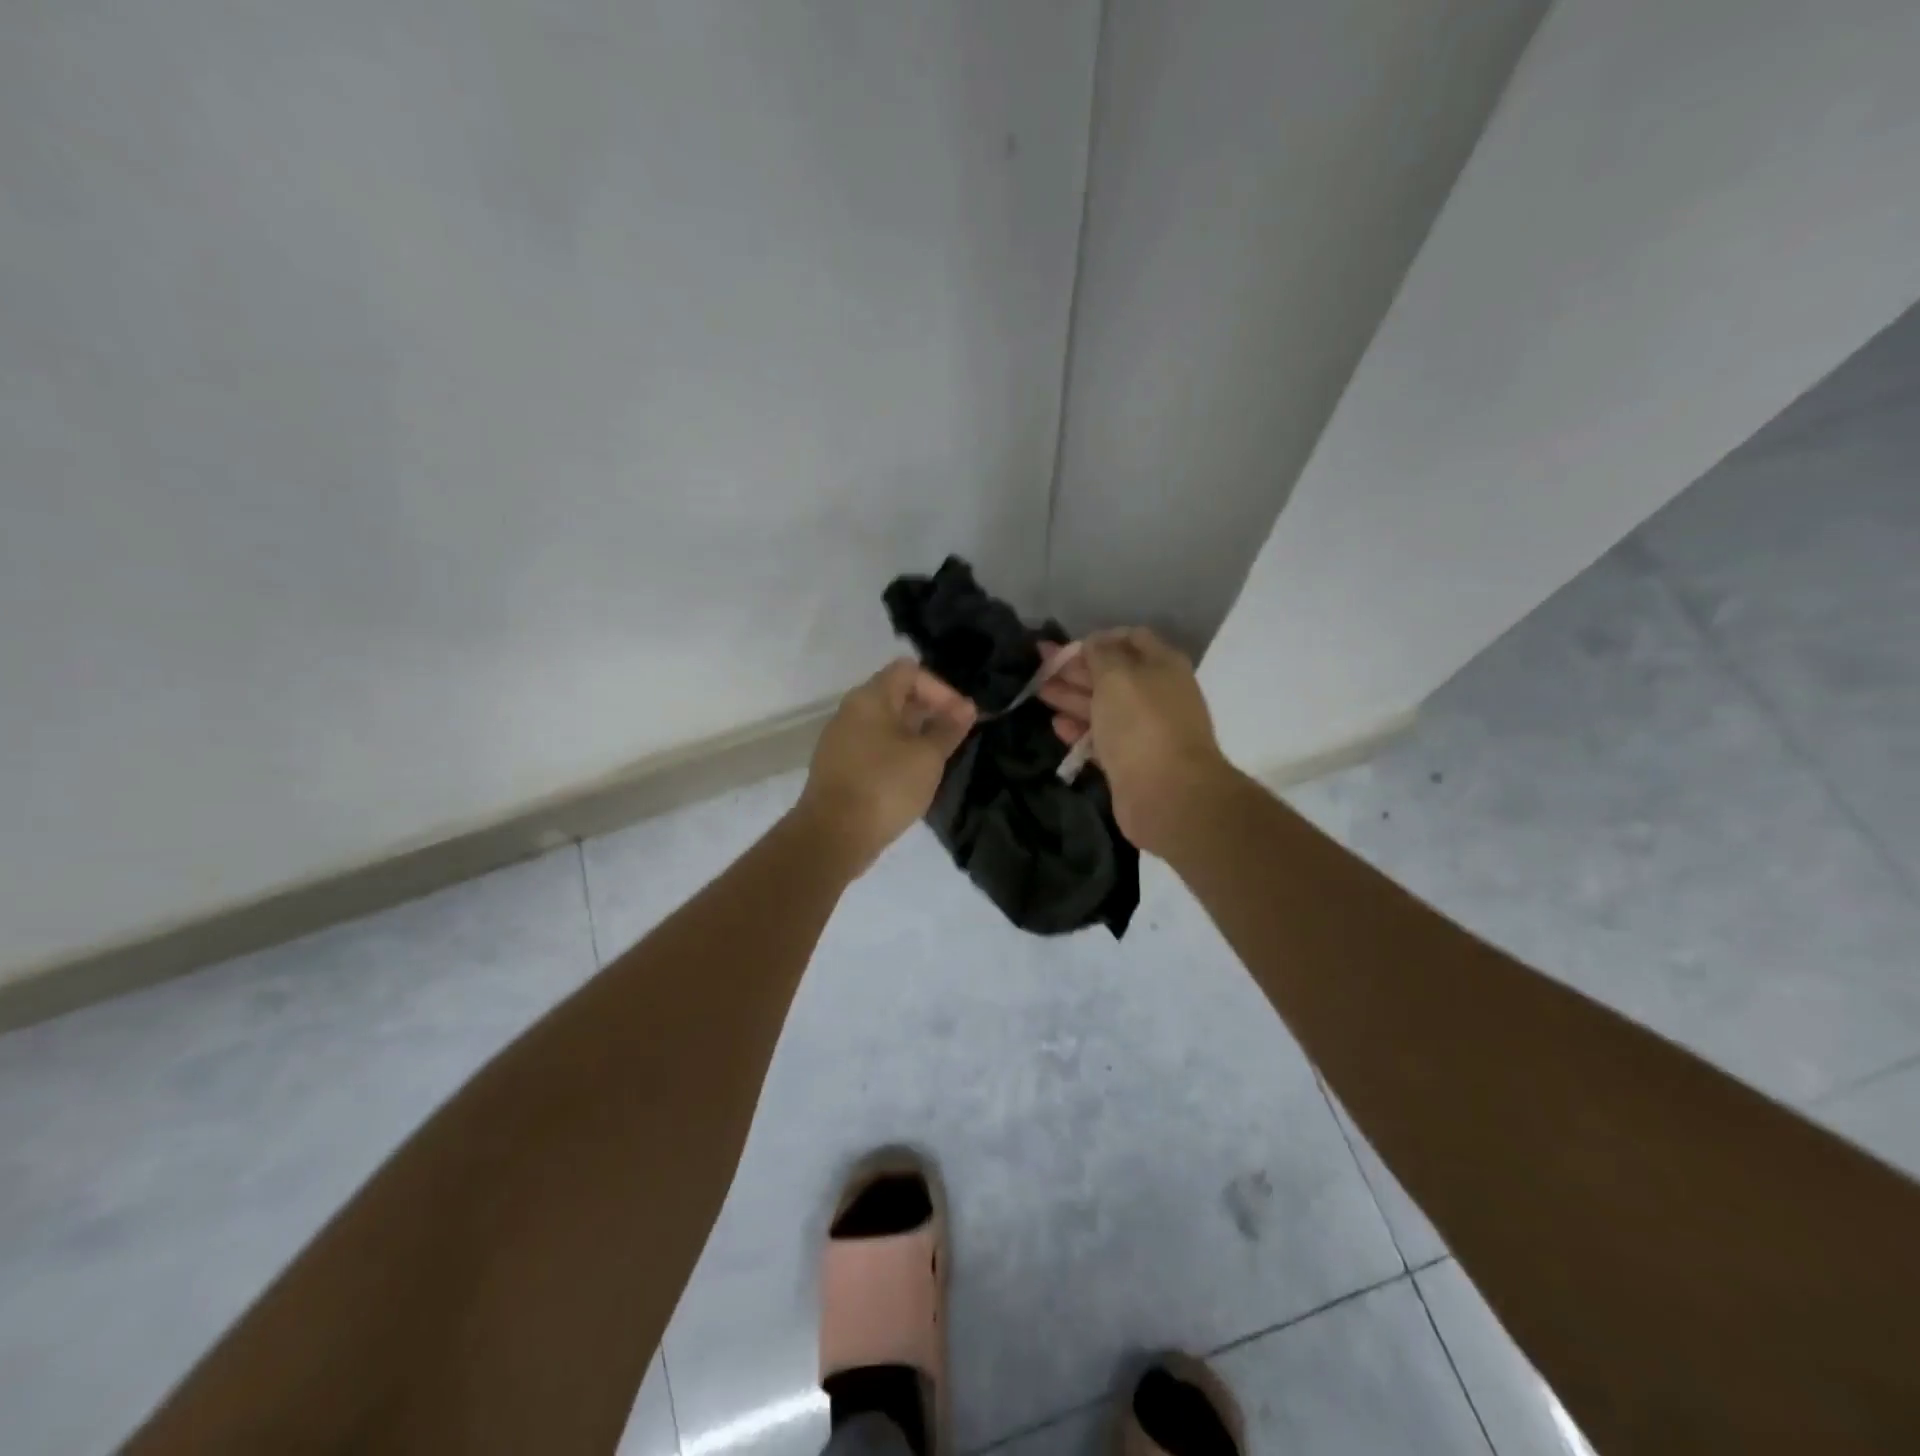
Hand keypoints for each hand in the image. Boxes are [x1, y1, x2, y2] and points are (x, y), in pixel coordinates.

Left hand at [795, 659, 976, 873]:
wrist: (833, 835)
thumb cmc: (885, 786)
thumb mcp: (927, 757)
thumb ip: (948, 728)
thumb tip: (966, 707)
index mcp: (870, 698)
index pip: (909, 671)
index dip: (941, 688)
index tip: (961, 717)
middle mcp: (851, 711)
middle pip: (896, 695)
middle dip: (930, 710)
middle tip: (956, 736)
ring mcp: (841, 740)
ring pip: (885, 723)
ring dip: (915, 734)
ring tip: (939, 757)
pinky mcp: (839, 767)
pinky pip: (874, 746)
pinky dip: (897, 752)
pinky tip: (914, 776)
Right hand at [1038, 628, 1231, 855]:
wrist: (1166, 793)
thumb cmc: (1141, 723)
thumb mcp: (1117, 675)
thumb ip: (1101, 654)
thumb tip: (1093, 642)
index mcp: (1161, 665)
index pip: (1130, 639)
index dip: (1097, 639)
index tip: (1066, 647)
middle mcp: (1156, 694)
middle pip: (1112, 674)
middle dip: (1076, 669)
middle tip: (1040, 666)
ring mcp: (1144, 730)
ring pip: (1103, 706)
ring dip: (1072, 697)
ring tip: (1040, 692)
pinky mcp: (1129, 761)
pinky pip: (1101, 739)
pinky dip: (1079, 730)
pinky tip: (1056, 725)